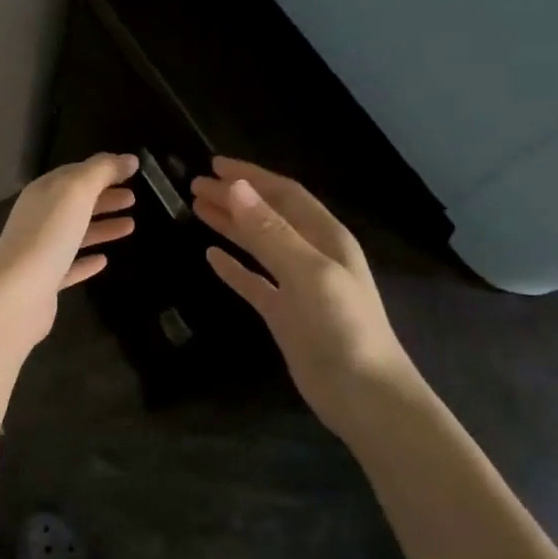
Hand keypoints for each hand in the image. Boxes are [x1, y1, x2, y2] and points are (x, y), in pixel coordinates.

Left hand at [0, 153, 137, 349]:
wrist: (17, 293)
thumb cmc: (48, 235)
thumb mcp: (75, 192)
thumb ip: (101, 171)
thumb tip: (128, 158)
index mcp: (42, 193)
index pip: (73, 174)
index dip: (101, 170)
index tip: (130, 171)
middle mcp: (38, 218)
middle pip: (74, 203)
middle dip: (103, 198)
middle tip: (134, 198)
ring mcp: (40, 251)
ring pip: (74, 233)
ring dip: (101, 227)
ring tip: (130, 226)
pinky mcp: (45, 282)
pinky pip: (69, 266)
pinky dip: (87, 261)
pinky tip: (104, 261)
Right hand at [191, 157, 415, 428]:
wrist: (362, 393)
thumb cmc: (342, 327)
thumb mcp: (308, 272)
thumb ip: (270, 232)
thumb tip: (235, 188)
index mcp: (325, 238)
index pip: (284, 195)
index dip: (251, 177)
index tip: (214, 165)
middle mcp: (311, 255)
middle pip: (267, 216)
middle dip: (234, 197)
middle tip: (195, 185)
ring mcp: (297, 285)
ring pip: (257, 245)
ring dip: (230, 225)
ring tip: (196, 209)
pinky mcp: (284, 313)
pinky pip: (253, 281)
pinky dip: (233, 267)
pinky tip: (211, 257)